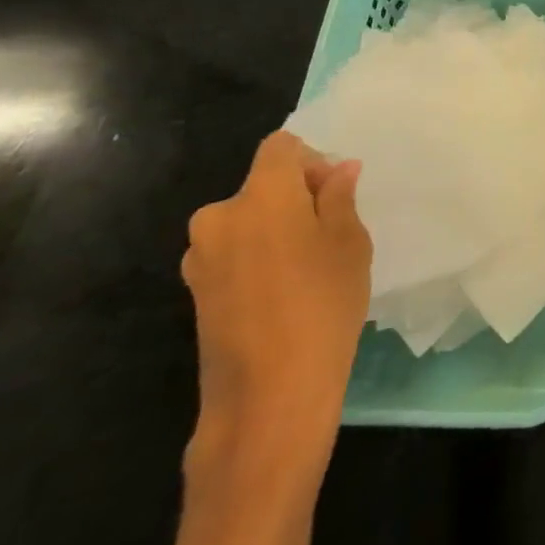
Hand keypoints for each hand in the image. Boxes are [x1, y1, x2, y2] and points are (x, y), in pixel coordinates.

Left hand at [181, 131, 370, 471]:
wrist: (268, 396)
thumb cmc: (323, 305)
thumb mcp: (350, 243)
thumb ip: (340, 198)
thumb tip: (338, 170)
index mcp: (261, 195)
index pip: (281, 147)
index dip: (311, 160)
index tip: (335, 193)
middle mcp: (220, 216)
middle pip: (262, 184)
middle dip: (297, 196)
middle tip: (331, 231)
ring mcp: (201, 256)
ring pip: (248, 220)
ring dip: (276, 228)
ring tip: (309, 267)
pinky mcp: (194, 291)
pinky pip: (234, 252)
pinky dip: (258, 257)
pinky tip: (284, 293)